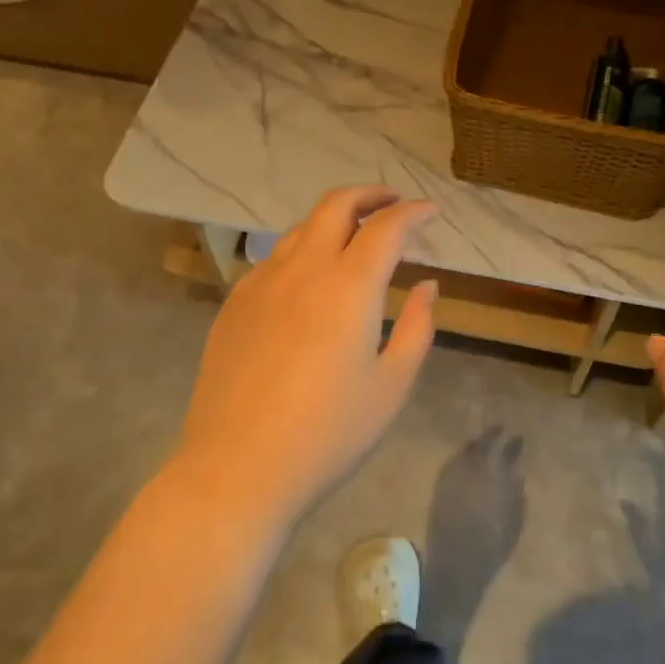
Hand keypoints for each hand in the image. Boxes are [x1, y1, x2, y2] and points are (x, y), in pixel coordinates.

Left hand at [176, 186, 437, 528]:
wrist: (236, 468)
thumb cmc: (327, 434)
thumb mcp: (391, 386)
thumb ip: (417, 327)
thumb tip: (426, 285)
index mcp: (348, 286)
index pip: (386, 227)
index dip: (412, 212)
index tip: (430, 211)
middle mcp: (302, 269)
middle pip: (335, 205)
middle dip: (370, 194)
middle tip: (393, 203)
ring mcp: (261, 283)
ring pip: (301, 228)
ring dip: (334, 220)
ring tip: (355, 237)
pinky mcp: (235, 303)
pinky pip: (274, 258)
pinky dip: (303, 250)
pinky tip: (310, 280)